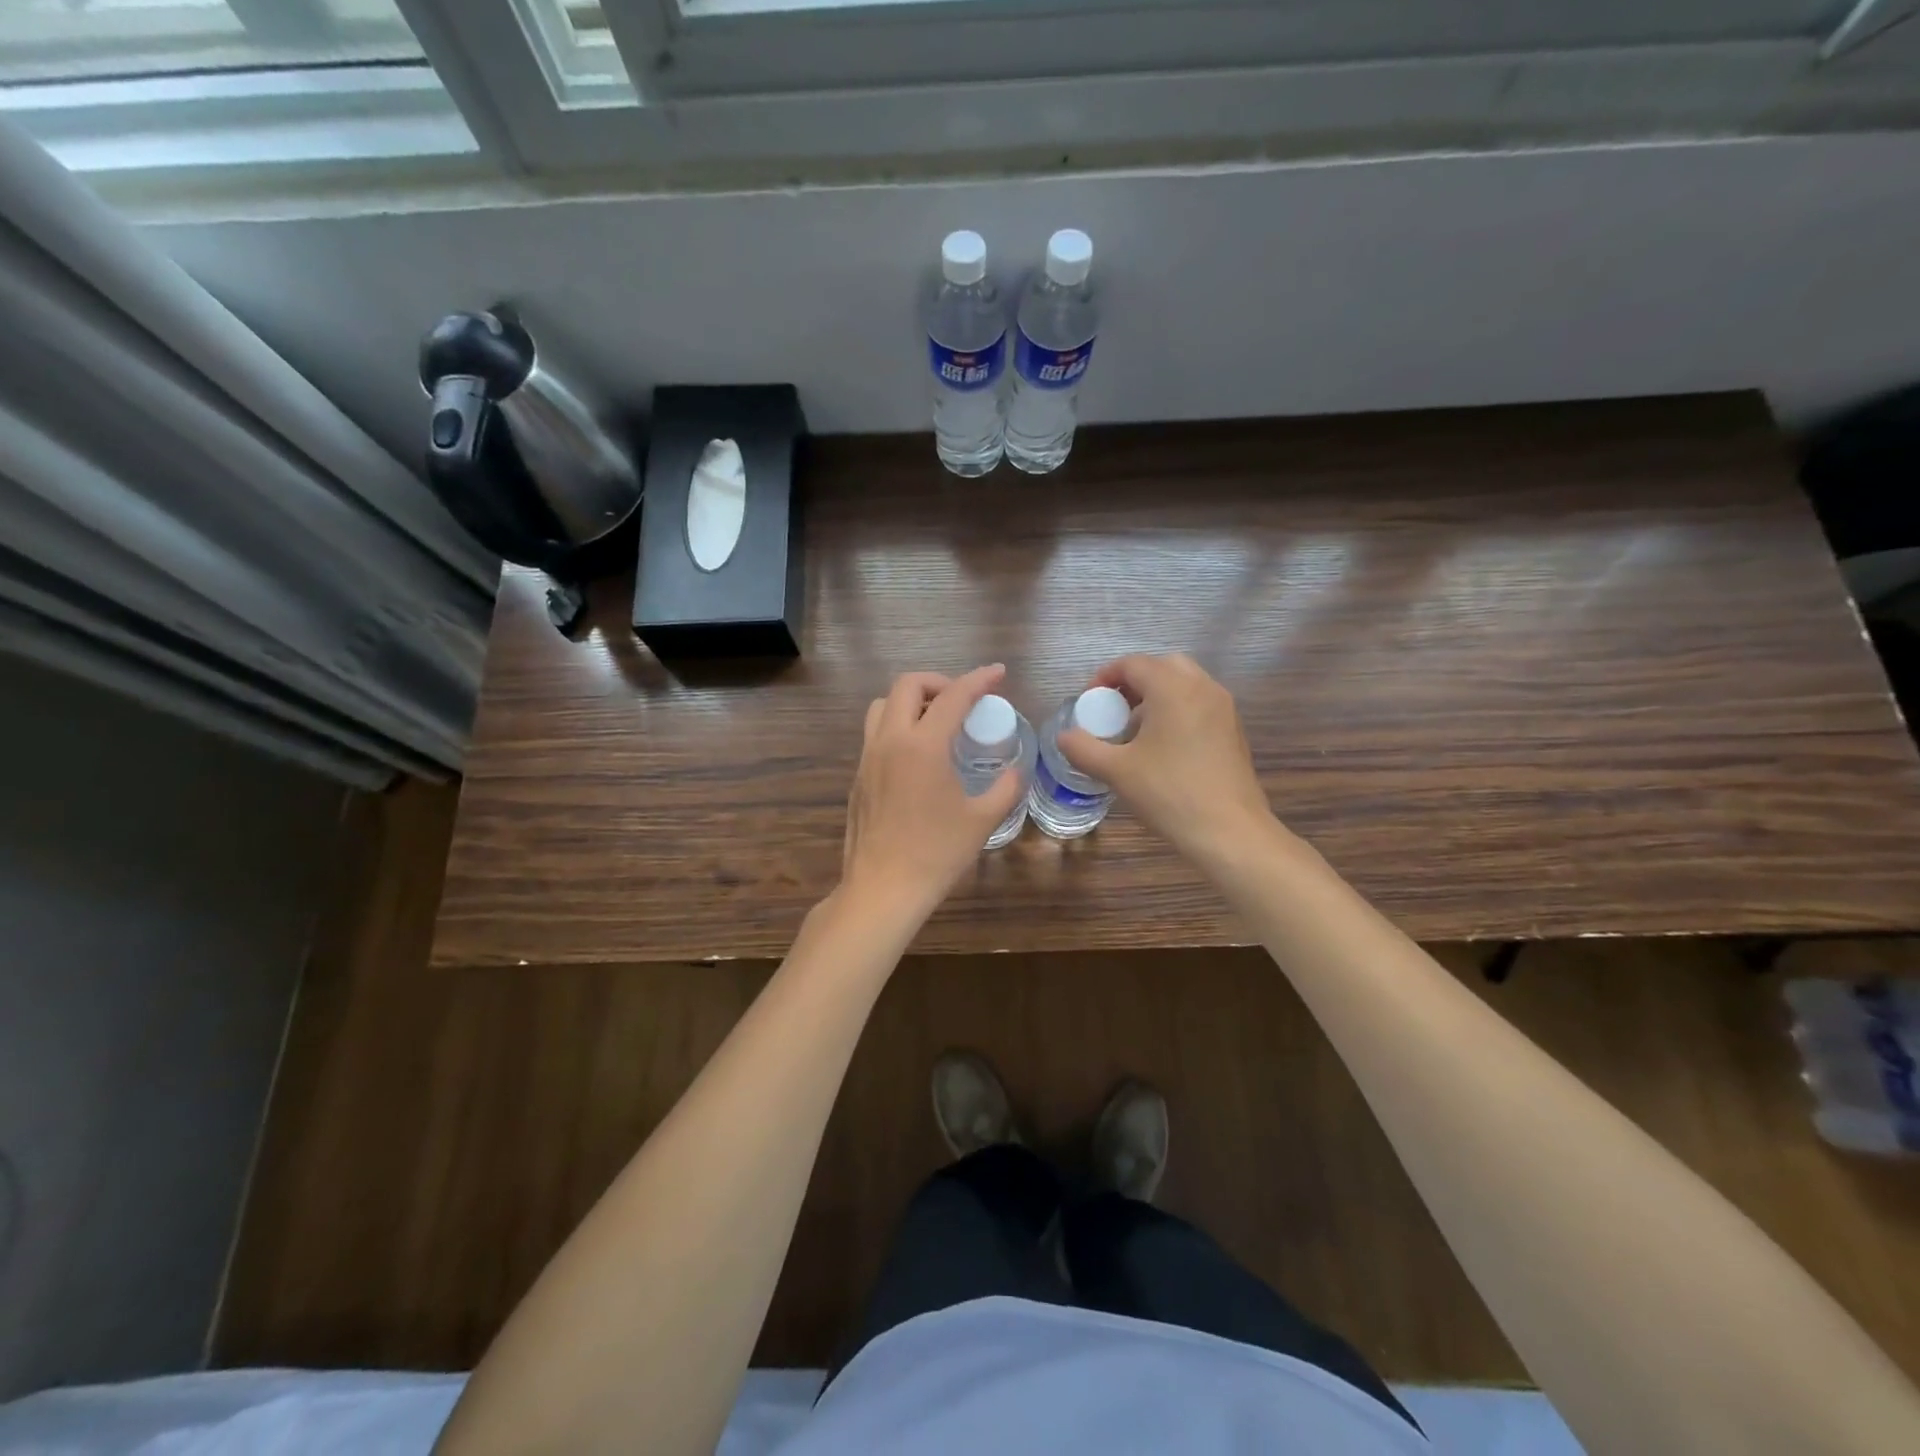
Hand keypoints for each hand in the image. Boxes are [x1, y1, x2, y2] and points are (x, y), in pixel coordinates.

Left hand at [841, 665, 1025, 920]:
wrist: (883, 889)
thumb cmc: (936, 854)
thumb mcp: (982, 820)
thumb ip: (1005, 788)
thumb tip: (1017, 772)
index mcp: (922, 745)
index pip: (953, 696)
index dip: (979, 679)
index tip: (997, 673)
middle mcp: (890, 741)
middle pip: (907, 685)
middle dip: (939, 682)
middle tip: (962, 701)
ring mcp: (867, 758)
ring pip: (882, 705)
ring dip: (911, 701)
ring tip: (937, 722)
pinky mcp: (858, 777)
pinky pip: (875, 733)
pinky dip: (897, 726)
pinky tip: (917, 756)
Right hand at [1058, 653, 1274, 863]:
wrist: (1229, 831)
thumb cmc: (1169, 793)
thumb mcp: (1116, 771)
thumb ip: (1083, 748)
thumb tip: (1064, 736)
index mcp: (1172, 688)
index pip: (1132, 664)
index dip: (1104, 678)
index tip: (1088, 704)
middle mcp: (1202, 687)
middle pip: (1162, 666)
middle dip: (1133, 682)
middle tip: (1113, 711)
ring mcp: (1223, 708)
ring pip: (1184, 684)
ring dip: (1156, 696)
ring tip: (1135, 732)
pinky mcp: (1234, 730)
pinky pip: (1200, 704)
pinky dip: (1177, 710)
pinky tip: (1163, 748)